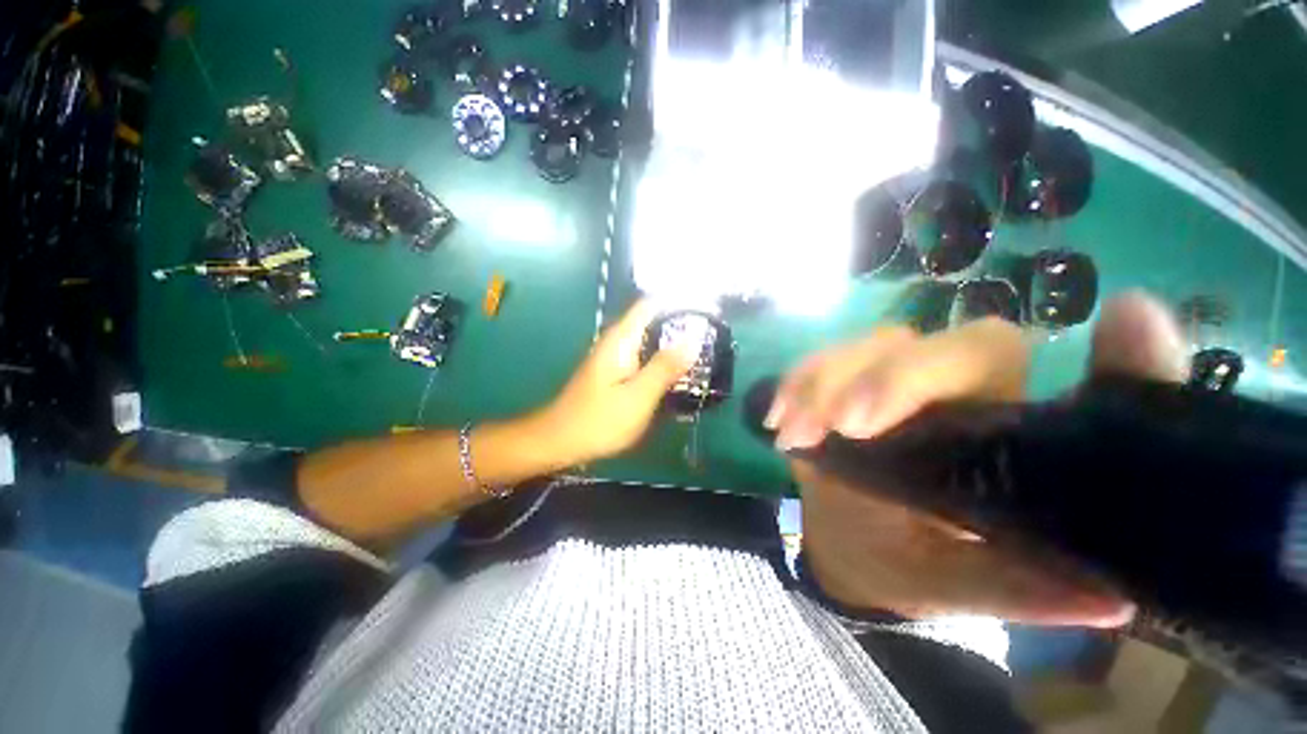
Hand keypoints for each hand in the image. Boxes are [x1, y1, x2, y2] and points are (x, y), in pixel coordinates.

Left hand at [540, 299, 698, 464]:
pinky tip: (679, 374)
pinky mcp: (616, 373)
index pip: (651, 304)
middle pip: (653, 321)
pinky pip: (645, 358)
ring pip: (650, 341)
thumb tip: (693, 339)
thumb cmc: (599, 420)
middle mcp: (618, 342)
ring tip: (705, 353)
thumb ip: (665, 367)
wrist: (560, 441)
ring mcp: (616, 357)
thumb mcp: (638, 396)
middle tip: (713, 336)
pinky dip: (663, 361)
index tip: (706, 310)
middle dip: (682, 326)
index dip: (678, 302)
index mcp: (622, 339)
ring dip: (674, 345)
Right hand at [769, 292, 1188, 625]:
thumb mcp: (961, 583)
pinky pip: (816, 362)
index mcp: (1012, 437)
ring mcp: (889, 377)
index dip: (1119, 356)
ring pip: (874, 346)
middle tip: (850, 424)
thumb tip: (1115, 602)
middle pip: (955, 346)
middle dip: (899, 379)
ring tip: (796, 433)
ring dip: (828, 381)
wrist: (845, 540)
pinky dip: (796, 383)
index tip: (1128, 321)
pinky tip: (778, 418)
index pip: (1084, 389)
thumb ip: (1021, 589)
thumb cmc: (912, 561)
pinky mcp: (836, 381)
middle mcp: (962, 393)